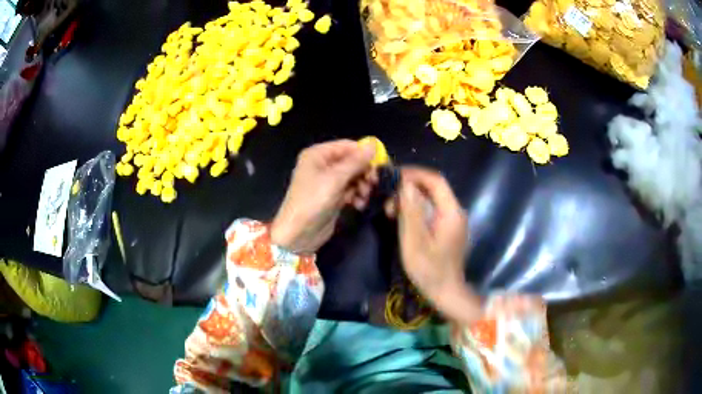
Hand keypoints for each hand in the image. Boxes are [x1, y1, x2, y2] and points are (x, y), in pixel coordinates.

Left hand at [270, 140, 376, 252]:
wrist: (299, 234)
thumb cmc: (313, 201)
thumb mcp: (335, 179)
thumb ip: (356, 161)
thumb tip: (374, 144)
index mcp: (318, 154)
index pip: (347, 146)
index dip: (364, 154)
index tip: (379, 165)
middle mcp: (323, 165)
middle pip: (352, 161)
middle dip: (364, 172)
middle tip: (373, 183)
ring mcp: (328, 182)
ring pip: (354, 177)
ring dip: (362, 186)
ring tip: (363, 197)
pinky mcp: (333, 196)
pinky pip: (350, 190)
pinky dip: (357, 196)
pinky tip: (359, 205)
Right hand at [393, 167, 480, 324]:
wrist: (446, 293)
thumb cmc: (429, 270)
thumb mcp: (415, 241)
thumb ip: (411, 212)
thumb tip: (405, 184)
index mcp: (451, 212)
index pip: (435, 180)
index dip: (414, 174)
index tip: (392, 177)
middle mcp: (455, 211)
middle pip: (433, 188)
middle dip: (408, 188)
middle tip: (387, 199)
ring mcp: (452, 220)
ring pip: (430, 199)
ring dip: (409, 200)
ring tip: (390, 211)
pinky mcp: (447, 228)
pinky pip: (431, 210)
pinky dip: (415, 210)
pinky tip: (401, 219)